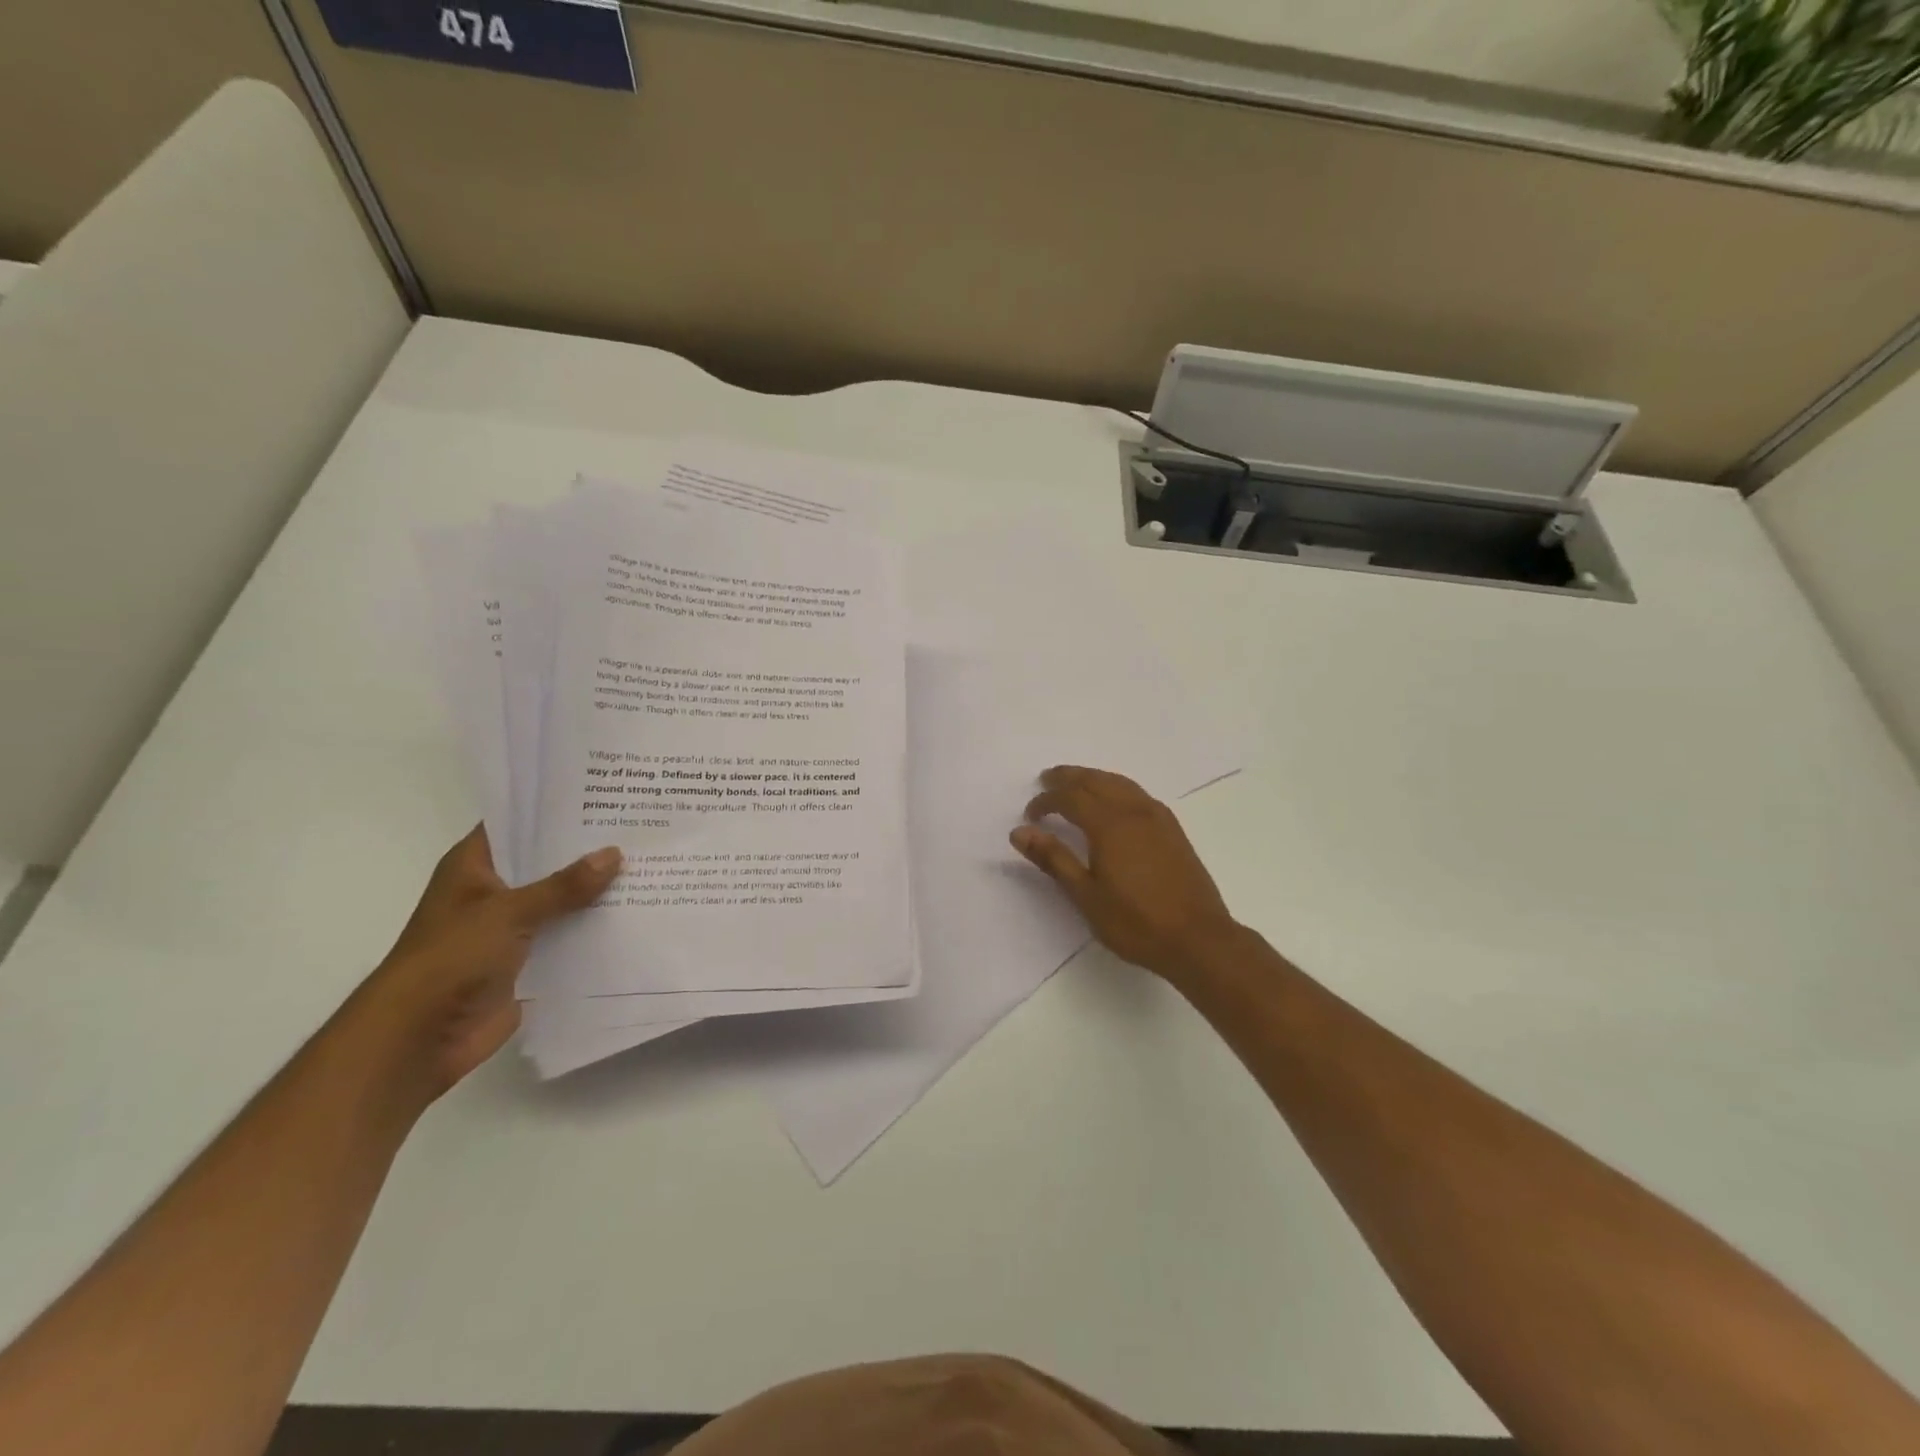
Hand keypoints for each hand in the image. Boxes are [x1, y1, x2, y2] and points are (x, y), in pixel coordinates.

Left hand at [352, 827, 621, 1098]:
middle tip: (637, 827)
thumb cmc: (451, 959)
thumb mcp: (509, 912)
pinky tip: (634, 914)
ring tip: (647, 864)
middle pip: (545, 861)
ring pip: (560, 900)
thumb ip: (564, 885)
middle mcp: (492, 891)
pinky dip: (594, 929)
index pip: (517, 823)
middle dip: (586, 850)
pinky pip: (567, 937)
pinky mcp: (527, 961)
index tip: (601, 792)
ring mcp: (510, 928)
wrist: (419, 1038)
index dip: (553, 808)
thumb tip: (614, 853)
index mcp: (473, 867)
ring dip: (595, 891)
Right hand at [1011, 766, 1240, 983]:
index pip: (1070, 798)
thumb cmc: (1136, 922)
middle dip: (1068, 777)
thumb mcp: (1086, 896)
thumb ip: (1054, 859)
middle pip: (1095, 781)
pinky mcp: (1173, 830)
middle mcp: (1134, 812)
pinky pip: (1138, 793)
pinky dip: (1116, 787)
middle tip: (1046, 779)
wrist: (1198, 939)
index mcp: (1109, 825)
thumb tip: (1020, 832)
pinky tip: (1114, 801)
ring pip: (1120, 783)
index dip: (1046, 801)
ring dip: (1093, 778)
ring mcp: (1158, 818)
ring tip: (1076, 783)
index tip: (1030, 815)